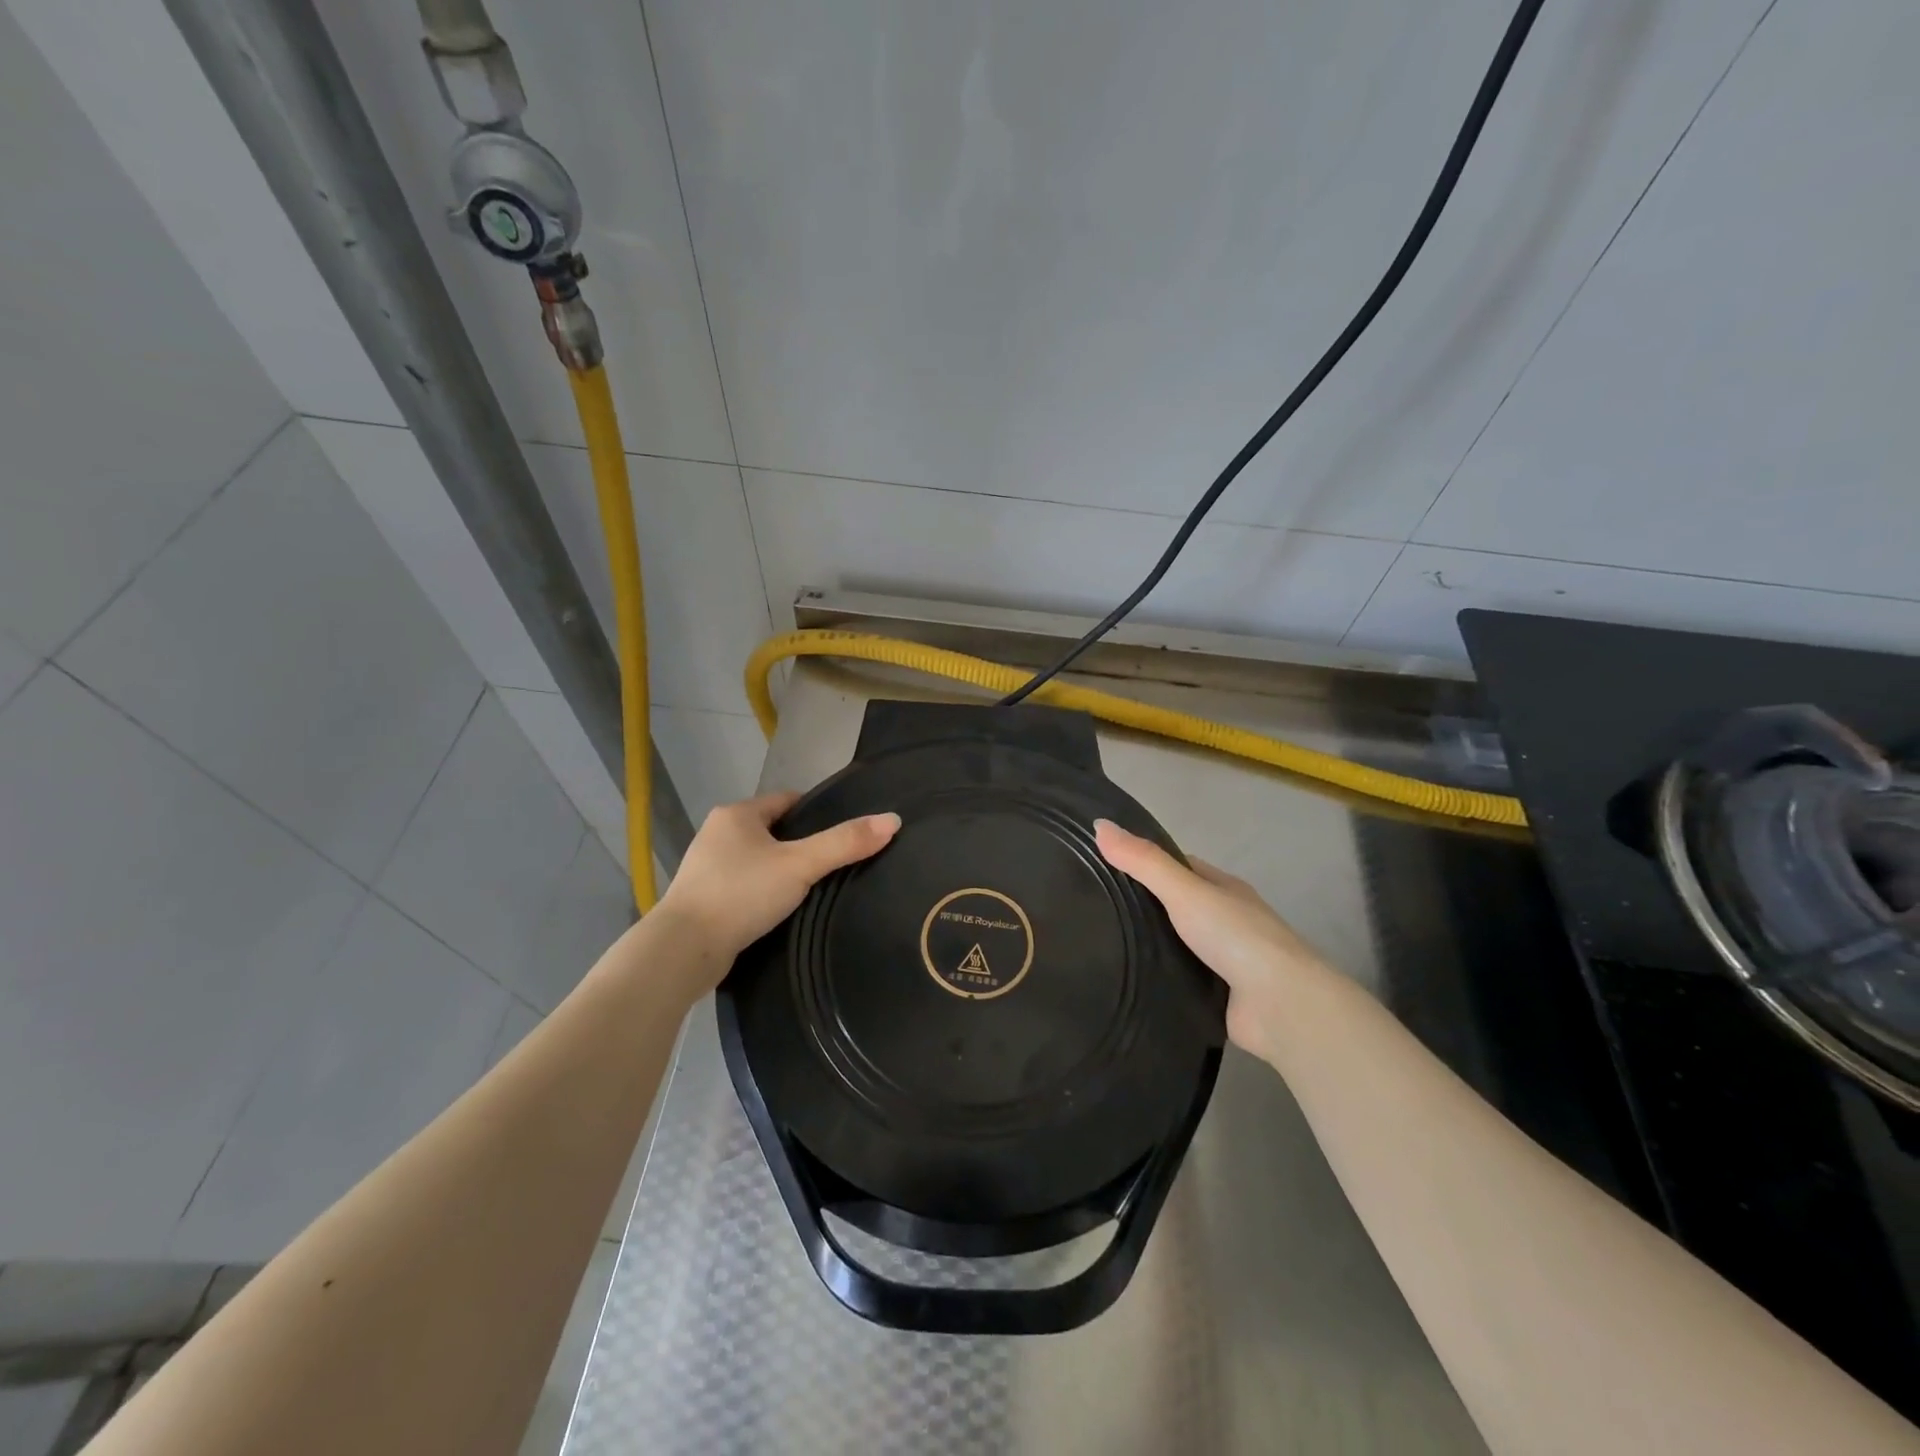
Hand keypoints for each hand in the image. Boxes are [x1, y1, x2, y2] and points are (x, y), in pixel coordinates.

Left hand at [659, 792, 900, 962]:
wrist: (683, 950)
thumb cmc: (741, 894)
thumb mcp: (800, 865)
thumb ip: (844, 843)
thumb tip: (893, 820)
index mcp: (737, 814)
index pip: (788, 801)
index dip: (818, 813)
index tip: (844, 834)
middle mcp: (718, 833)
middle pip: (774, 830)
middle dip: (801, 844)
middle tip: (834, 864)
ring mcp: (707, 867)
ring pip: (759, 859)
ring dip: (781, 870)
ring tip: (813, 888)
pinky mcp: (703, 899)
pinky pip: (745, 885)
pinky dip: (764, 892)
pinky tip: (781, 910)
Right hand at [1095, 819, 1325, 1059]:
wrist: (1281, 1006)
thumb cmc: (1235, 937)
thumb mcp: (1184, 890)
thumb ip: (1143, 862)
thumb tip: (1099, 824)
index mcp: (1223, 889)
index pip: (1178, 868)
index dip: (1144, 864)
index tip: (1103, 866)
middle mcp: (1225, 921)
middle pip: (1175, 907)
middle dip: (1141, 908)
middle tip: (1091, 910)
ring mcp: (1223, 961)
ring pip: (1175, 945)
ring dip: (1147, 946)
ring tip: (1096, 945)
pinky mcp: (1216, 997)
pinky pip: (1178, 980)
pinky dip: (1156, 978)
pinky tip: (1124, 980)